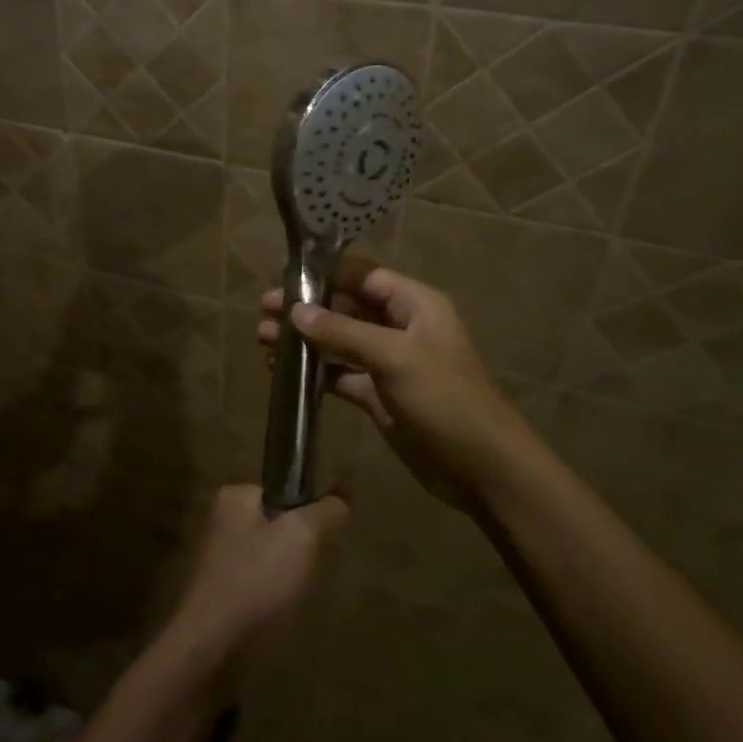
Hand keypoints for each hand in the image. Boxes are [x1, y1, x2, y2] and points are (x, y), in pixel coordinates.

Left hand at [166, 484, 346, 670]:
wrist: (212, 643)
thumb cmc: (256, 579)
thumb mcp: (301, 536)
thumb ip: (324, 512)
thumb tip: (342, 496)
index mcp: (232, 497)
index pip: (281, 492)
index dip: (305, 515)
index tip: (316, 541)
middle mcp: (219, 521)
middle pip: (276, 526)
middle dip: (296, 550)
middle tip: (303, 572)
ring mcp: (216, 557)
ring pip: (269, 558)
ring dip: (285, 576)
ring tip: (290, 596)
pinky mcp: (218, 591)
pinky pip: (256, 584)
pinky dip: (270, 597)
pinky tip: (275, 613)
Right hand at [256, 266, 545, 513]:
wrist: (480, 467)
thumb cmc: (444, 400)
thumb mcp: (394, 357)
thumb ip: (343, 332)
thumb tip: (295, 312)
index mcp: (414, 304)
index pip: (362, 275)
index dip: (324, 274)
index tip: (282, 279)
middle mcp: (400, 327)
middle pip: (346, 306)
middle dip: (306, 308)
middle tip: (262, 312)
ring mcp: (389, 362)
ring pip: (339, 341)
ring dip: (305, 340)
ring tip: (263, 341)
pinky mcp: (379, 394)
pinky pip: (341, 374)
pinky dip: (315, 372)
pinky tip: (284, 373)